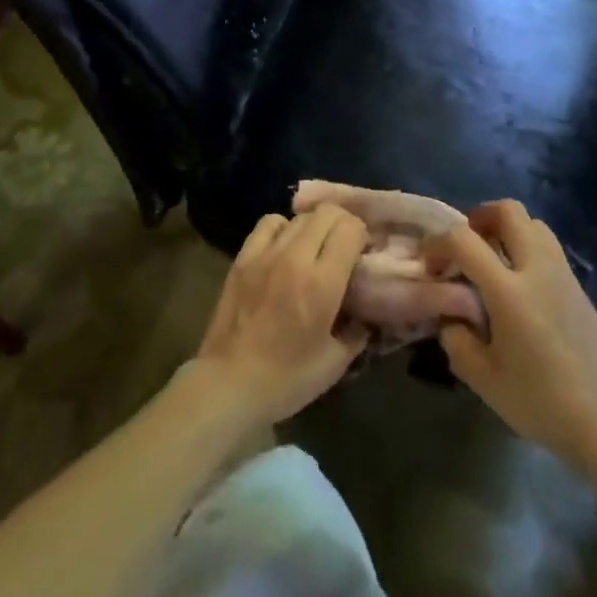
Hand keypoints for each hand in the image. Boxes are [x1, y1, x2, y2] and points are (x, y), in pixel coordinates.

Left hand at [192, 204, 369, 428]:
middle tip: (345, 248)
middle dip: (343, 224)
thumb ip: (358, 330)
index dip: (362, 236)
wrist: (229, 383)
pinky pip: (269, 222)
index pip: (350, 229)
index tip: (363, 254)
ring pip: (300, 216)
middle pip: (327, 213)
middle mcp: (295, 257)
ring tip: (316, 247)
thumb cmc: (287, 378)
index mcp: (323, 282)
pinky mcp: (243, 256)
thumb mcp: (335, 362)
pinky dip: (284, 227)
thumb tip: (366, 312)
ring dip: (315, 226)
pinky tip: (285, 247)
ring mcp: (266, 253)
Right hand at [426, 200, 596, 471]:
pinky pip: (548, 247)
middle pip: (508, 211)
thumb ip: (456, 339)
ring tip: (492, 259)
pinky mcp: (579, 287)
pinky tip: (519, 284)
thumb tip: (450, 315)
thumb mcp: (483, 379)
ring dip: (507, 229)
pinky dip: (526, 248)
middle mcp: (537, 270)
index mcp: (509, 292)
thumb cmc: (540, 402)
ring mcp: (563, 275)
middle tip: (465, 246)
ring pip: (533, 223)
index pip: (465, 239)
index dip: (438, 242)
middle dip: (479, 217)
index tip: (430, 264)